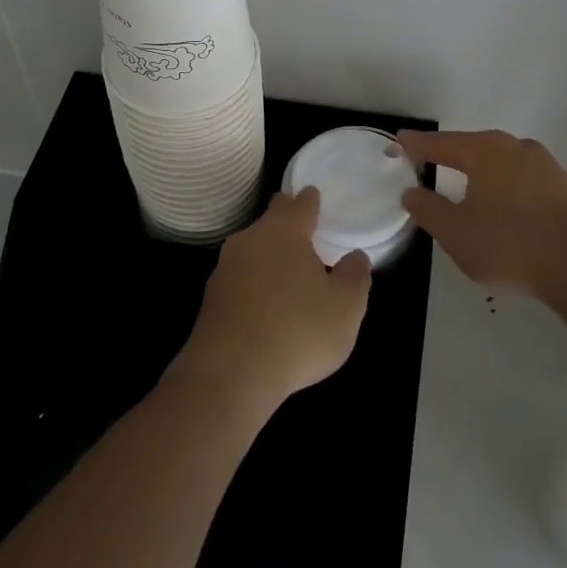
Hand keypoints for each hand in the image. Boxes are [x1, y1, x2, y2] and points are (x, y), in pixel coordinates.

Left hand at [172, 188, 372, 410]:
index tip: (314, 195)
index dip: (310, 200)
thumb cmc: (298, 330)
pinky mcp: (212, 296)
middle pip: (271, 220)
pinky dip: (254, 280)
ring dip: (268, 252)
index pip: (300, 204)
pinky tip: (264, 300)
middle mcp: (251, 239)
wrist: (232, 372)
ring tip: (286, 266)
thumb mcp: (346, 307)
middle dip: (285, 218)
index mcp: (285, 231)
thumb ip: (355, 276)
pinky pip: (240, 277)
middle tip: (301, 224)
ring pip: (252, 247)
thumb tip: (355, 258)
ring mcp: (226, 267)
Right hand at [398, 129, 566, 303]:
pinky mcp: (562, 186)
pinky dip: (502, 183)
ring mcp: (543, 165)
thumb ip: (428, 209)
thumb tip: (411, 191)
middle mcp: (514, 147)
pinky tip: (498, 202)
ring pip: (499, 161)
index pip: (441, 144)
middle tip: (427, 159)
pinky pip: (520, 177)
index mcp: (484, 151)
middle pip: (472, 146)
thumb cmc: (509, 245)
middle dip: (449, 153)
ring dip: (478, 169)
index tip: (399, 141)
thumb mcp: (455, 232)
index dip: (417, 145)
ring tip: (461, 181)